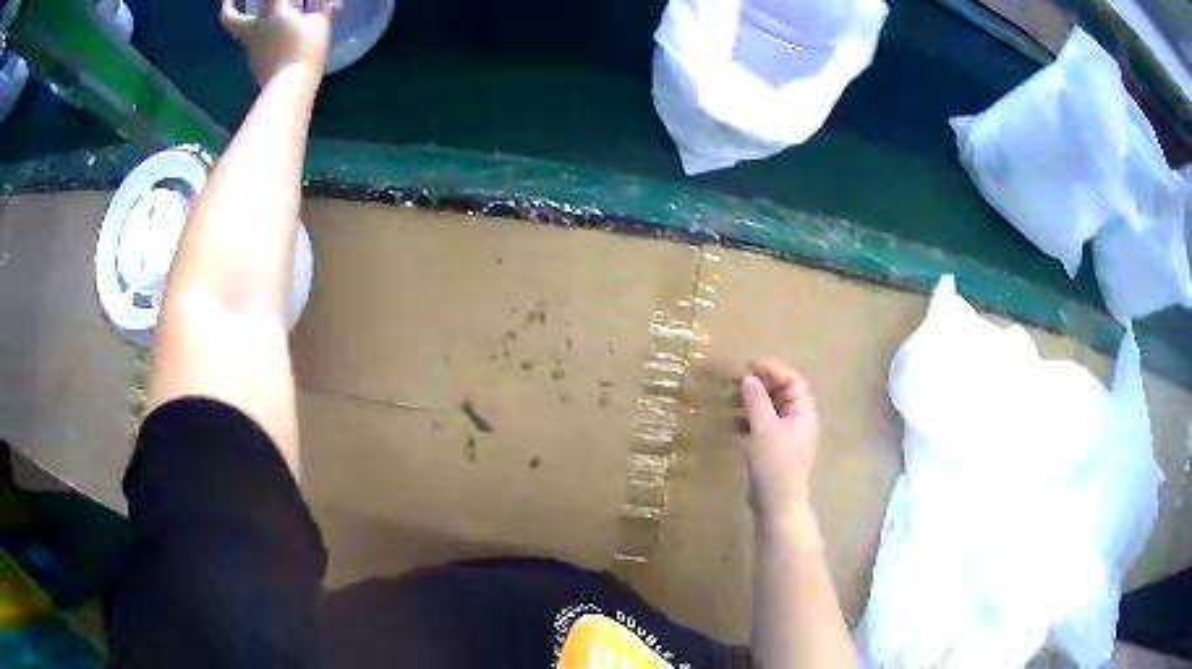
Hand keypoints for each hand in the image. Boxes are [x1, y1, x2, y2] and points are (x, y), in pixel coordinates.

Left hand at [220, 0, 336, 84]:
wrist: (289, 87)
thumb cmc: (305, 48)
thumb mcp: (321, 24)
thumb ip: (324, 10)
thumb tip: (331, 2)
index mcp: (272, 12)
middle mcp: (255, 28)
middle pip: (231, 18)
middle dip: (228, 7)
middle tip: (228, 1)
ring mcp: (252, 48)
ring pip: (243, 30)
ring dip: (250, 20)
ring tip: (266, 16)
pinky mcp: (255, 64)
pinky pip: (256, 45)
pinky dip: (262, 37)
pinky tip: (274, 37)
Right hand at [741, 359, 819, 524]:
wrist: (778, 506)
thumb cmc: (775, 466)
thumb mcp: (765, 430)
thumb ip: (757, 401)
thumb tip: (750, 378)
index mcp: (803, 414)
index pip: (792, 382)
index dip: (773, 369)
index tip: (749, 364)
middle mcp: (798, 422)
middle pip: (783, 394)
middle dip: (762, 383)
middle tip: (739, 378)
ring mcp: (787, 437)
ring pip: (771, 410)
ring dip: (754, 400)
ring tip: (732, 396)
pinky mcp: (774, 451)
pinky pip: (763, 426)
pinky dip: (749, 419)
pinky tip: (732, 421)